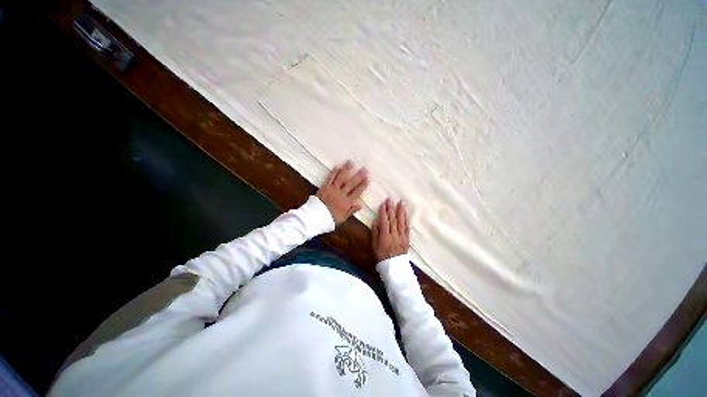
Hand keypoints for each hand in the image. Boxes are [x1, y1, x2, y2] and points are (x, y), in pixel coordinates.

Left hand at [316, 161, 368, 224]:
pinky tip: (338, 166)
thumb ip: (352, 211)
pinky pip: (330, 178)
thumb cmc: (330, 219)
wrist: (315, 217)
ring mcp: (333, 189)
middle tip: (365, 168)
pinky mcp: (325, 187)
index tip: (368, 179)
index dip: (363, 185)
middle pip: (351, 183)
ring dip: (347, 170)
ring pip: (341, 178)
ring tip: (352, 162)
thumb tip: (361, 205)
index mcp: (347, 202)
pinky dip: (334, 172)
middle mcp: (341, 194)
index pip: (357, 192)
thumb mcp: (343, 218)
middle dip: (359, 175)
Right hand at [372, 198, 409, 261]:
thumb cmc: (381, 255)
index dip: (383, 212)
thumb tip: (375, 221)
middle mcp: (394, 235)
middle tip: (391, 199)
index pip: (384, 221)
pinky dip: (406, 220)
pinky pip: (407, 228)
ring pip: (401, 222)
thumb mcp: (374, 245)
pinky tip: (406, 214)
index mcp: (385, 236)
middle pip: (393, 220)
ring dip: (401, 211)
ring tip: (401, 203)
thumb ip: (375, 232)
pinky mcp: (407, 239)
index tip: (383, 204)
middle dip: (391, 209)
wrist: (394, 267)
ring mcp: (401, 236)